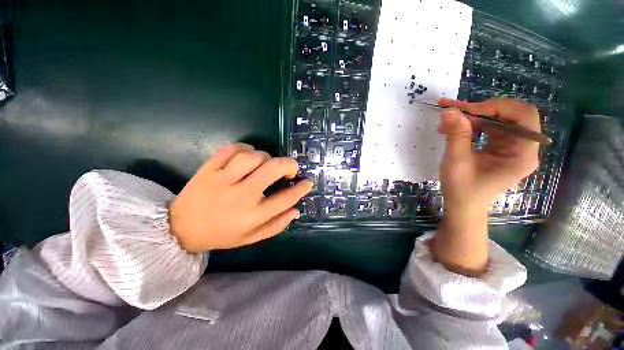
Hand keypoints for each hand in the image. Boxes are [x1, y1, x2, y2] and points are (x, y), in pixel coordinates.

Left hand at [169, 143, 312, 252]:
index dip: (301, 188)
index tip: (308, 182)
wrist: (181, 228)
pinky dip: (244, 148)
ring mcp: (223, 180)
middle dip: (289, 165)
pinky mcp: (208, 169)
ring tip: (267, 163)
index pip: (285, 198)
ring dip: (266, 157)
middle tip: (291, 168)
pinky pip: (231, 149)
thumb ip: (276, 225)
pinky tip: (248, 154)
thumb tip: (296, 210)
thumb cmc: (221, 234)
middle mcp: (241, 196)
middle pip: (272, 170)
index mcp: (253, 216)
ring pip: (253, 157)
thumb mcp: (252, 237)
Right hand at [433, 98, 539, 274]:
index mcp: (522, 154)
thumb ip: (456, 135)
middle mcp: (522, 148)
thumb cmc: (462, 189)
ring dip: (473, 116)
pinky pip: (489, 128)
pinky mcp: (500, 148)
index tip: (468, 111)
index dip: (498, 107)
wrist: (462, 205)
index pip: (524, 117)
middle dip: (482, 110)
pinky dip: (472, 124)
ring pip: (498, 119)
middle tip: (454, 111)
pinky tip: (454, 128)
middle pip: (511, 115)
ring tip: (449, 120)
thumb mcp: (457, 162)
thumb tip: (449, 110)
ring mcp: (511, 147)